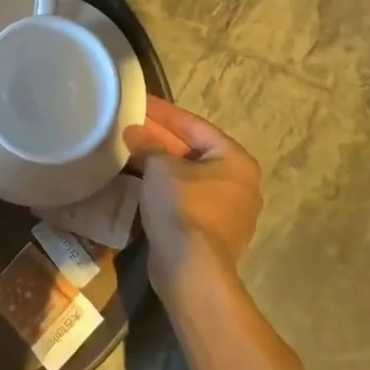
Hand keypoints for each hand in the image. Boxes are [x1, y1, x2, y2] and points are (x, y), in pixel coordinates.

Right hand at [123, 97, 262, 301]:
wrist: (191, 269)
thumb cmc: (183, 206)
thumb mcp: (160, 167)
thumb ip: (147, 145)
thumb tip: (133, 132)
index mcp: (235, 160)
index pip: (194, 126)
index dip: (164, 112)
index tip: (140, 101)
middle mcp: (239, 183)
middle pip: (192, 151)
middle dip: (160, 139)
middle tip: (131, 125)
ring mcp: (228, 211)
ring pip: (187, 176)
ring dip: (160, 164)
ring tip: (130, 150)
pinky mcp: (211, 233)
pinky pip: (185, 198)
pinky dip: (164, 187)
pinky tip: (139, 180)